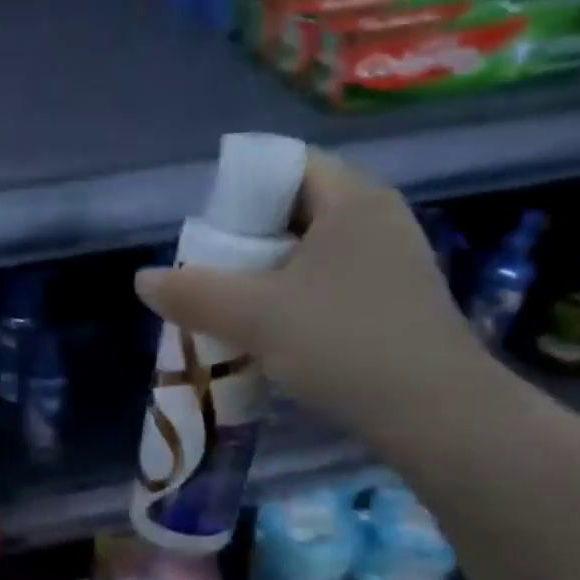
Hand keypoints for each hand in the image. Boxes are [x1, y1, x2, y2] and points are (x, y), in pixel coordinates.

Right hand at [134, 150, 483, 440]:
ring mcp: (391, 262)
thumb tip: (143, 279)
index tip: (205, 229)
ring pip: (311, 250)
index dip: (238, 189)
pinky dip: (293, 295)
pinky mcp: (394, 301)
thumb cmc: (345, 344)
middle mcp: (378, 219)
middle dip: (245, 236)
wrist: (437, 415)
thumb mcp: (256, 316)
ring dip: (266, 271)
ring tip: (229, 301)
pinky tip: (270, 330)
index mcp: (353, 199)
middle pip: (295, 208)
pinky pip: (329, 281)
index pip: (286, 164)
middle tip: (207, 268)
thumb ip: (194, 293)